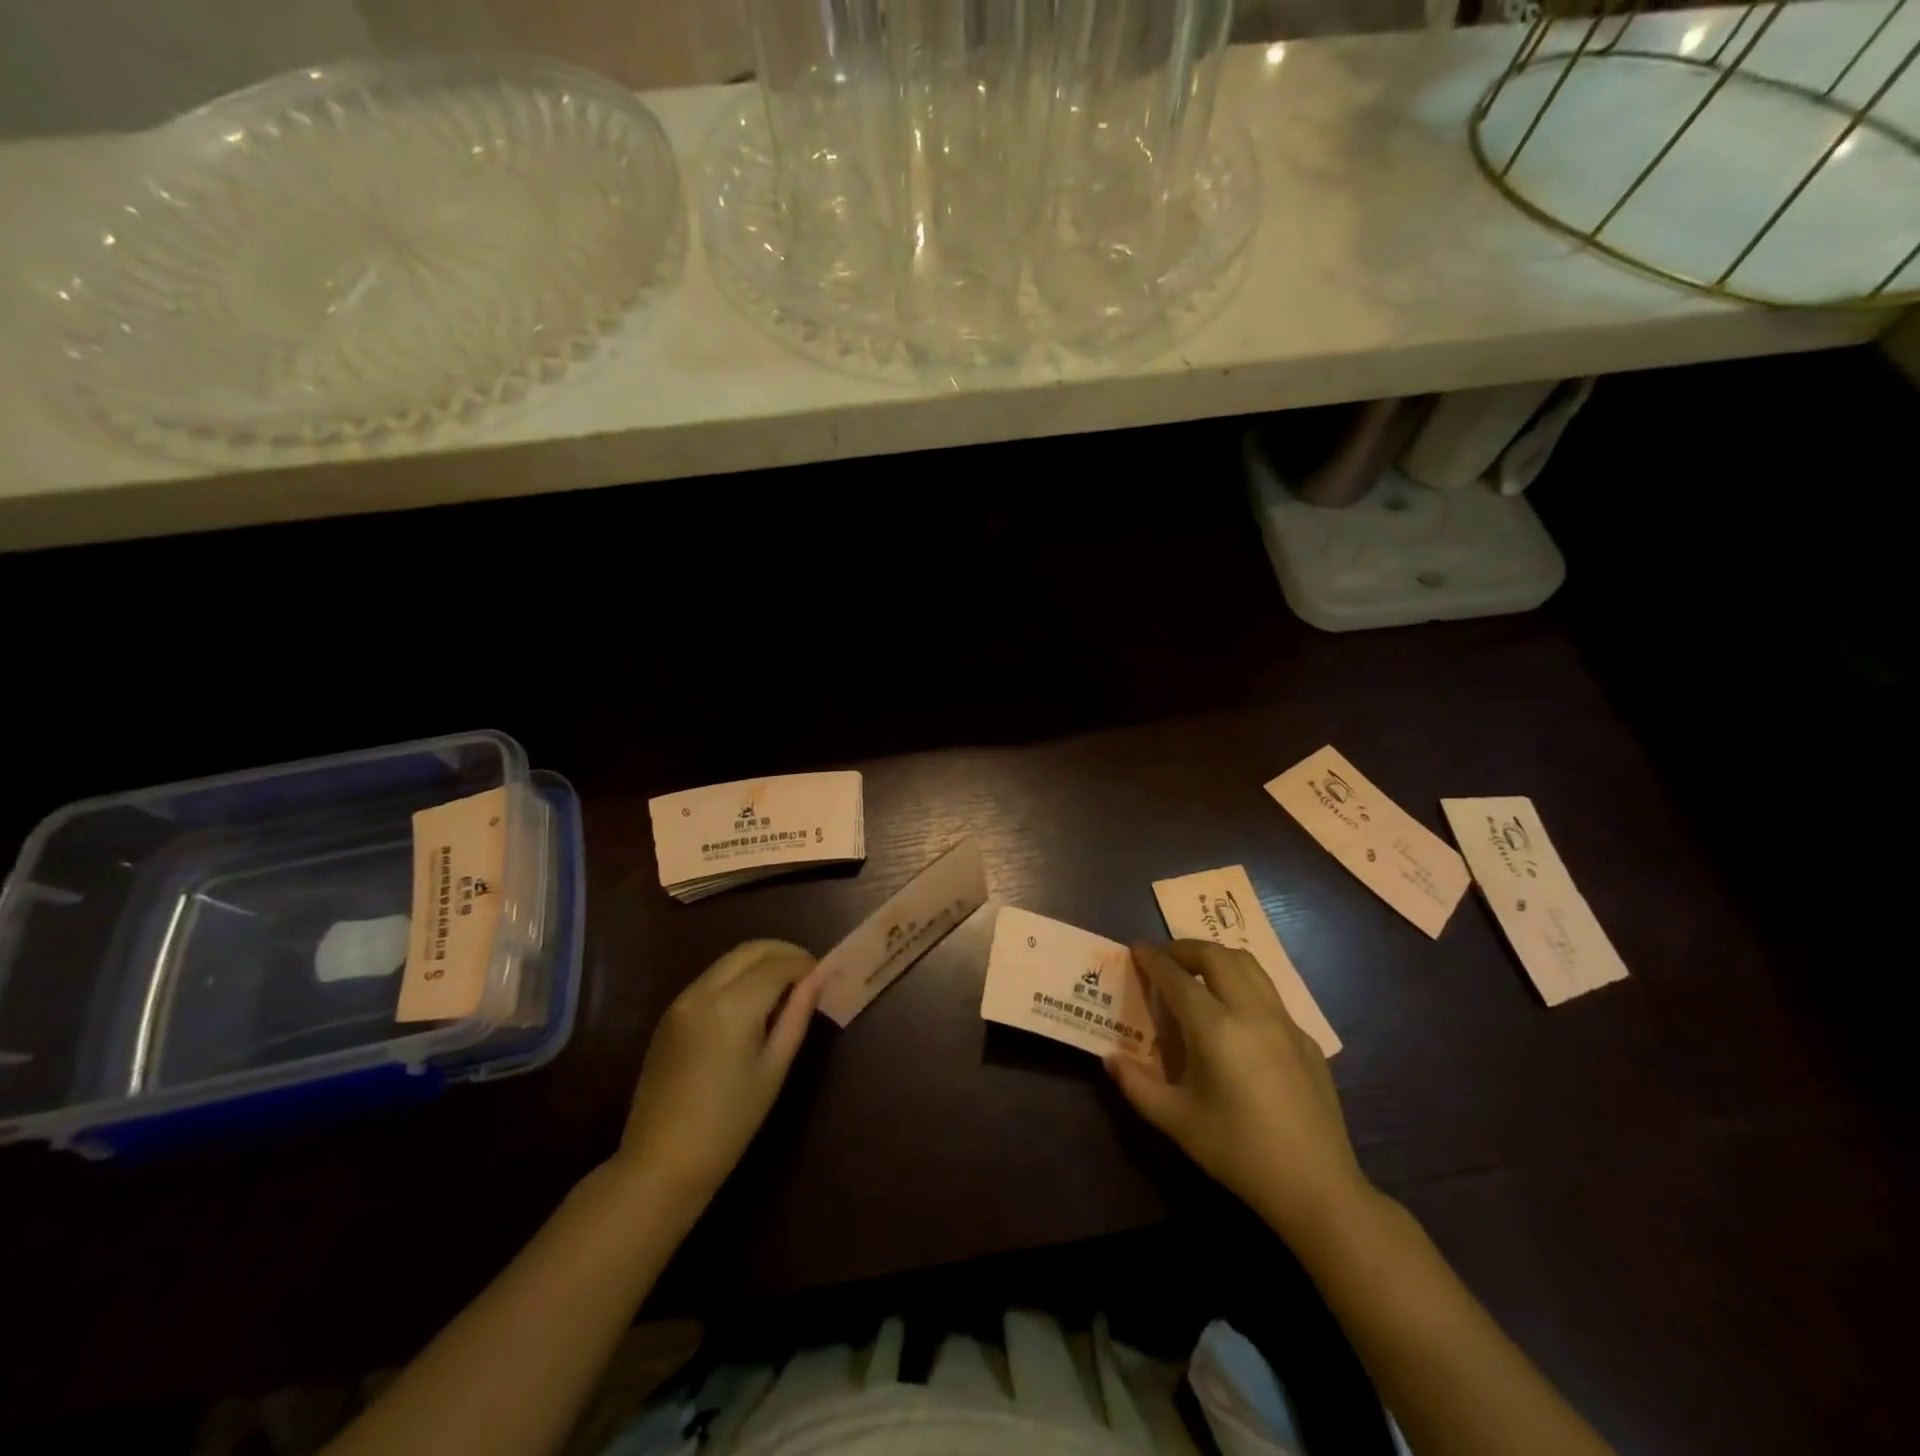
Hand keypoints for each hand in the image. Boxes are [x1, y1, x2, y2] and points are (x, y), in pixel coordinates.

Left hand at [615, 940, 821, 1211]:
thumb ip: (797, 1015)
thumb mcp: (774, 1068)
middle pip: (752, 950)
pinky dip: (738, 976)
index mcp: (734, 1006)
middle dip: (784, 953)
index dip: (806, 965)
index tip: (824, 976)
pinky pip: (712, 977)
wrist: (661, 1162)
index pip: (779, 965)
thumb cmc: (730, 1123)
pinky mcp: (670, 1013)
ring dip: (760, 962)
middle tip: (808, 974)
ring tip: (784, 988)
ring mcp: (682, 999)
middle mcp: (704, 991)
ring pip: (730, 960)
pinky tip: (752, 1004)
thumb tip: (819, 977)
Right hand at [1108, 940, 1371, 1242]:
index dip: (1153, 959)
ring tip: (1196, 972)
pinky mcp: (1305, 1039)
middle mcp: (1251, 1012)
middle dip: (1185, 949)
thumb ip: (1137, 1085)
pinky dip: (1243, 985)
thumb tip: (1110, 1058)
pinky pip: (1269, 994)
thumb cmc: (1238, 1152)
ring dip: (1217, 958)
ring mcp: (1284, 1022)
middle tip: (1164, 959)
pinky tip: (1234, 1016)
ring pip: (1249, 965)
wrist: (1317, 1187)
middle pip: (1217, 956)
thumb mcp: (1177, 1122)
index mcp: (1215, 1028)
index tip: (1136, 949)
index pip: (1177, 977)